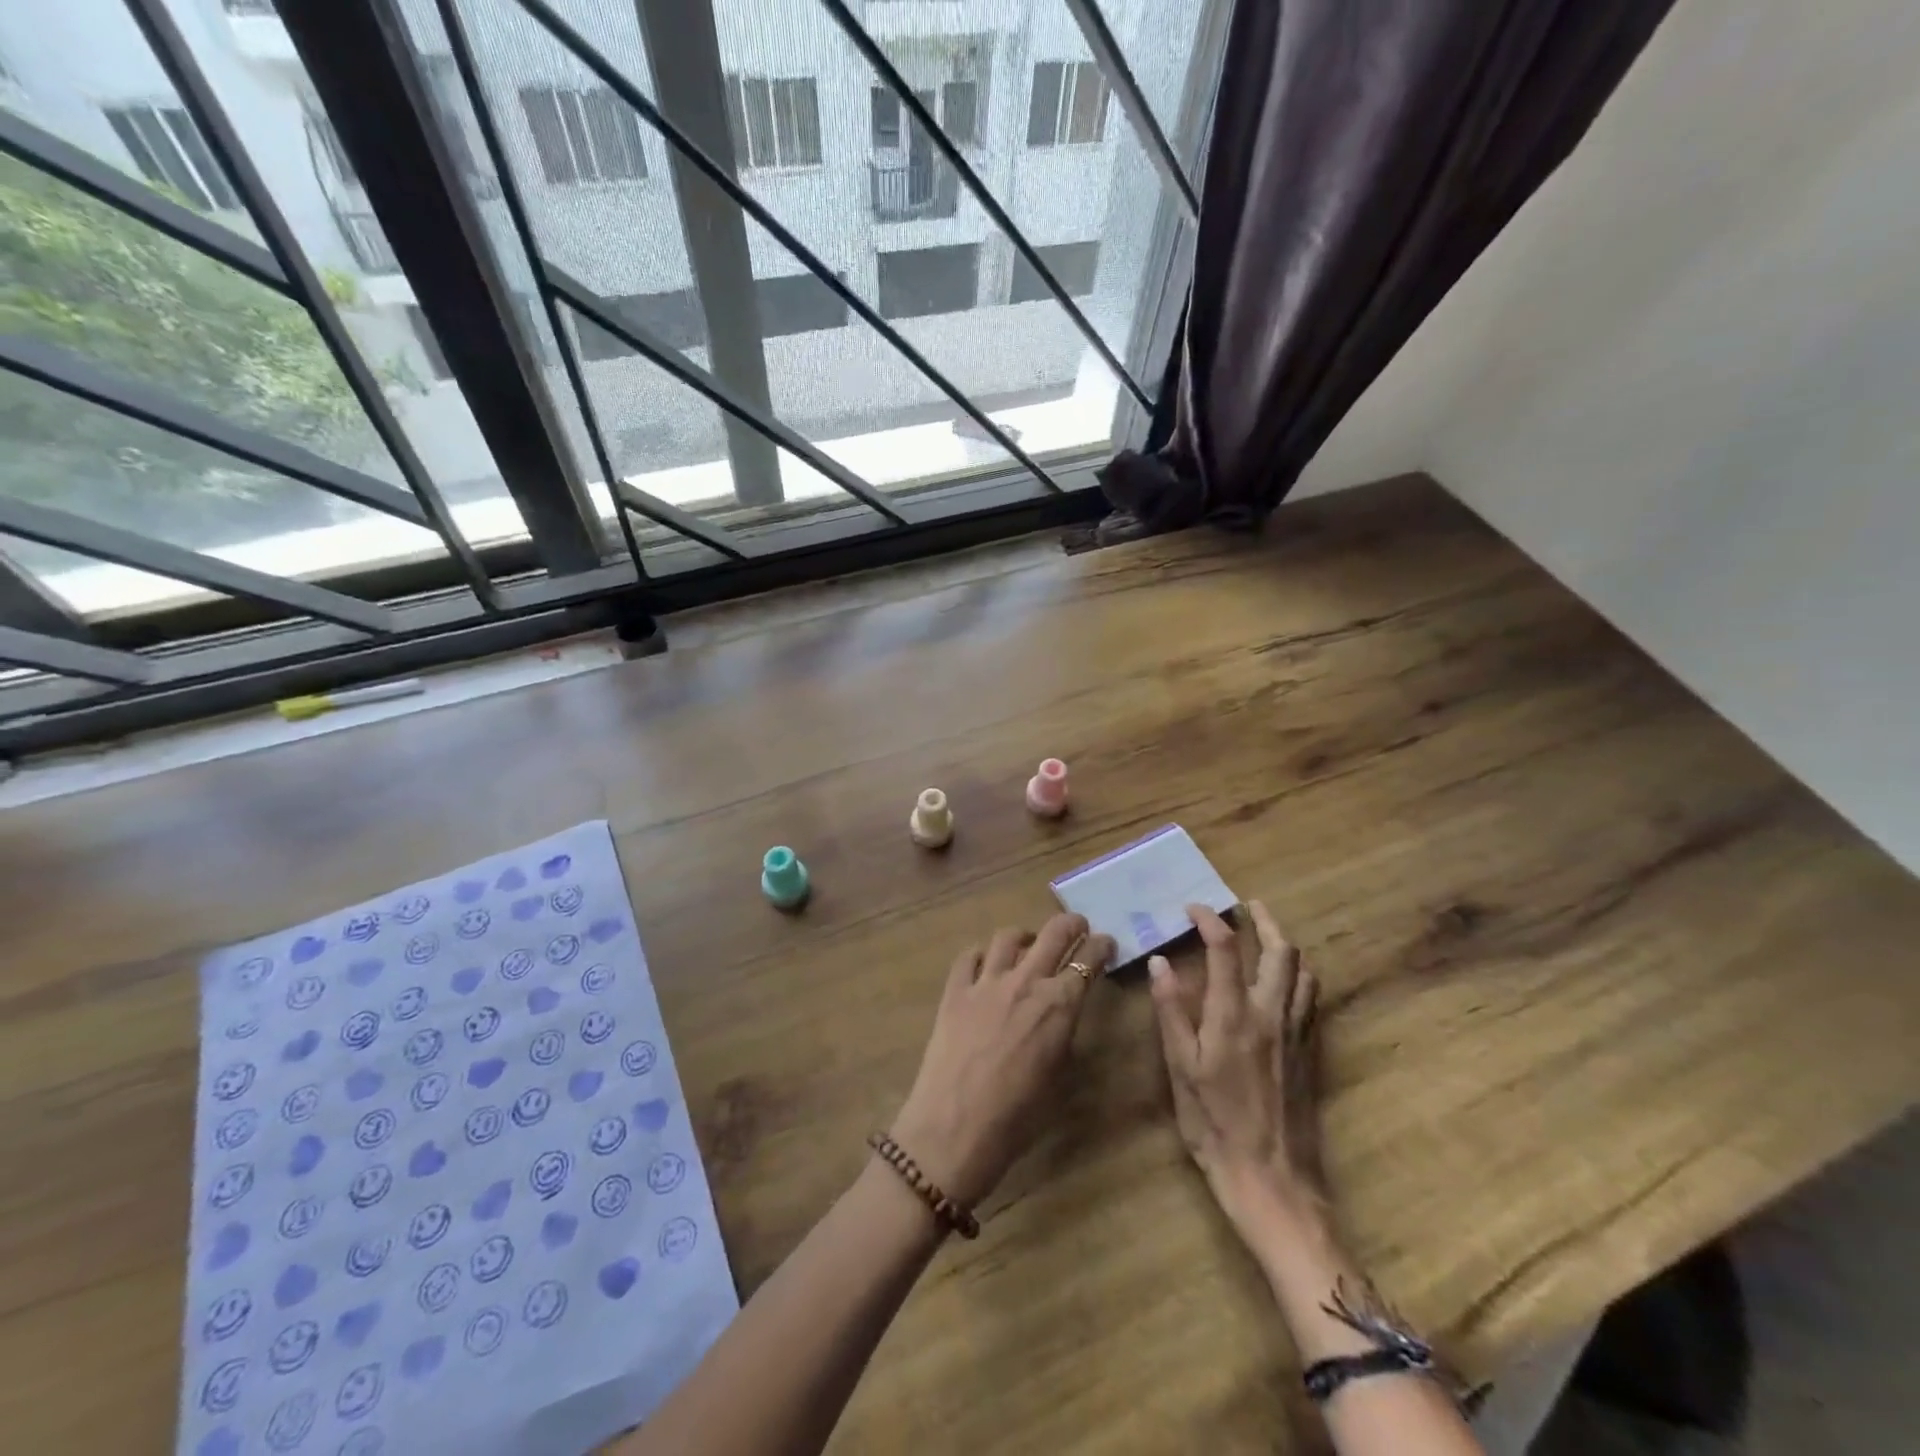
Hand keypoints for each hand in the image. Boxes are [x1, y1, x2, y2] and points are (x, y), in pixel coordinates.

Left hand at [890, 913, 1115, 1208]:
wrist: (954, 1129)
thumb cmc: (1017, 1118)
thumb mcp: (1059, 1078)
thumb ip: (1063, 1035)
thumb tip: (1062, 1016)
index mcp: (1059, 1005)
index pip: (1088, 959)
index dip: (1101, 946)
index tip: (1106, 943)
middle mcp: (1025, 982)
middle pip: (1053, 932)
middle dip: (1071, 923)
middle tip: (1078, 926)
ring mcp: (986, 982)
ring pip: (1008, 937)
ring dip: (1025, 936)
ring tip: (1028, 944)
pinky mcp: (954, 991)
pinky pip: (969, 956)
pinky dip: (982, 955)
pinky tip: (985, 965)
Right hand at [1149, 901, 1326, 1236]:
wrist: (1272, 1179)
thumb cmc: (1214, 1125)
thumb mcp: (1180, 1069)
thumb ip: (1171, 1011)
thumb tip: (1161, 962)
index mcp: (1233, 1015)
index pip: (1225, 948)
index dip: (1210, 920)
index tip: (1194, 909)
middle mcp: (1271, 1013)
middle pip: (1280, 950)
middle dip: (1263, 921)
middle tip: (1245, 907)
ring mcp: (1297, 1032)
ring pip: (1303, 971)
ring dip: (1286, 944)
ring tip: (1267, 935)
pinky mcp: (1311, 1051)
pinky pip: (1312, 998)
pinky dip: (1300, 974)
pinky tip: (1286, 981)